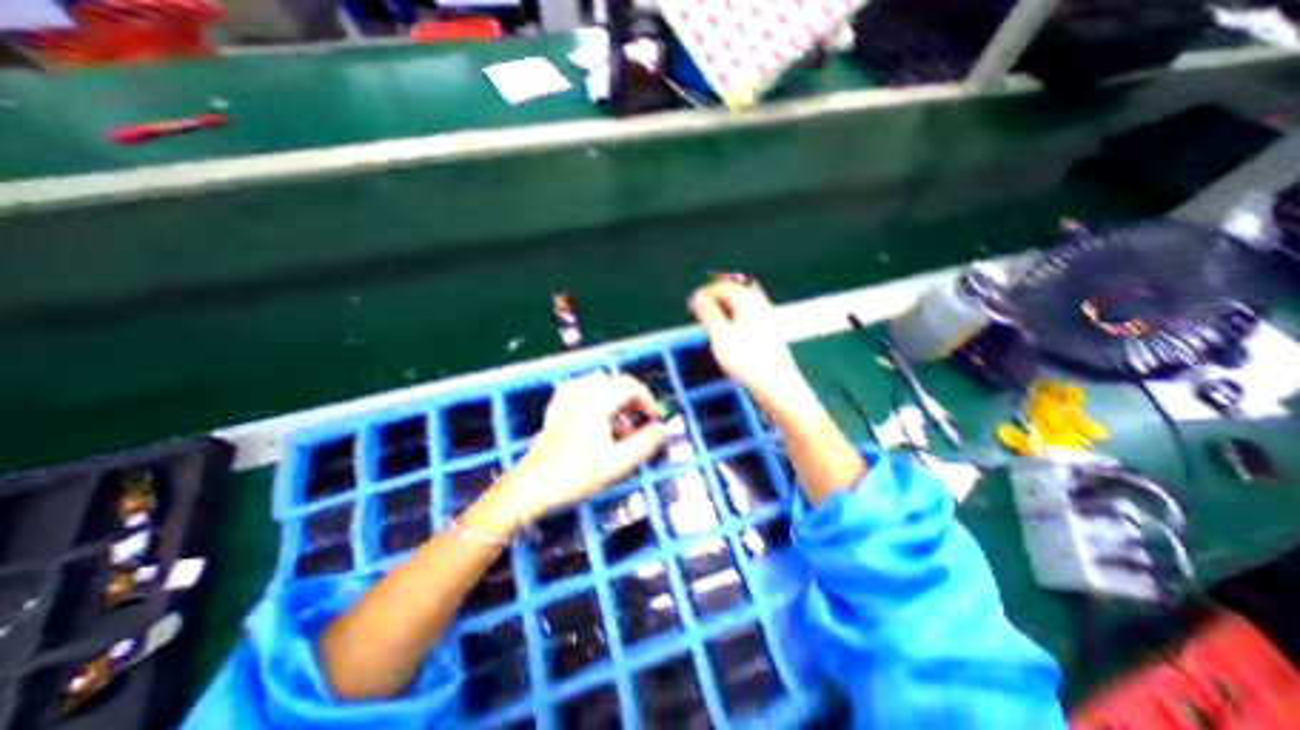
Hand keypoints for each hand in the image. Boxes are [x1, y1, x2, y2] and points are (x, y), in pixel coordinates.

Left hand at [506, 372, 663, 520]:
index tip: (652, 417)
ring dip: (615, 399)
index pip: (628, 385)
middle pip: (614, 383)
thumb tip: (661, 429)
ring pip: (599, 385)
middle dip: (632, 399)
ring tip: (620, 425)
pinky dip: (596, 397)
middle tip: (639, 421)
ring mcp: (566, 399)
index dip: (646, 398)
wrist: (532, 485)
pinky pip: (581, 390)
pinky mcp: (557, 407)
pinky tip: (597, 415)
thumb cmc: (575, 474)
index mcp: (596, 402)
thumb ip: (644, 444)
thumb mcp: (616, 463)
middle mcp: (581, 394)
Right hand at [690, 278, 810, 412]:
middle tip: (701, 310)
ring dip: (725, 308)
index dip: (705, 293)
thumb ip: (708, 314)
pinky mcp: (769, 331)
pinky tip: (728, 332)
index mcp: (747, 300)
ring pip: (742, 304)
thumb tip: (698, 298)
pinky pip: (748, 315)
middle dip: (716, 298)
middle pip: (735, 292)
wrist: (776, 384)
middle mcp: (759, 303)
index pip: (723, 287)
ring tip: (711, 321)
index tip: (691, 304)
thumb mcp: (720, 335)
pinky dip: (734, 318)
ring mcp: (767, 317)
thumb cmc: (745, 359)